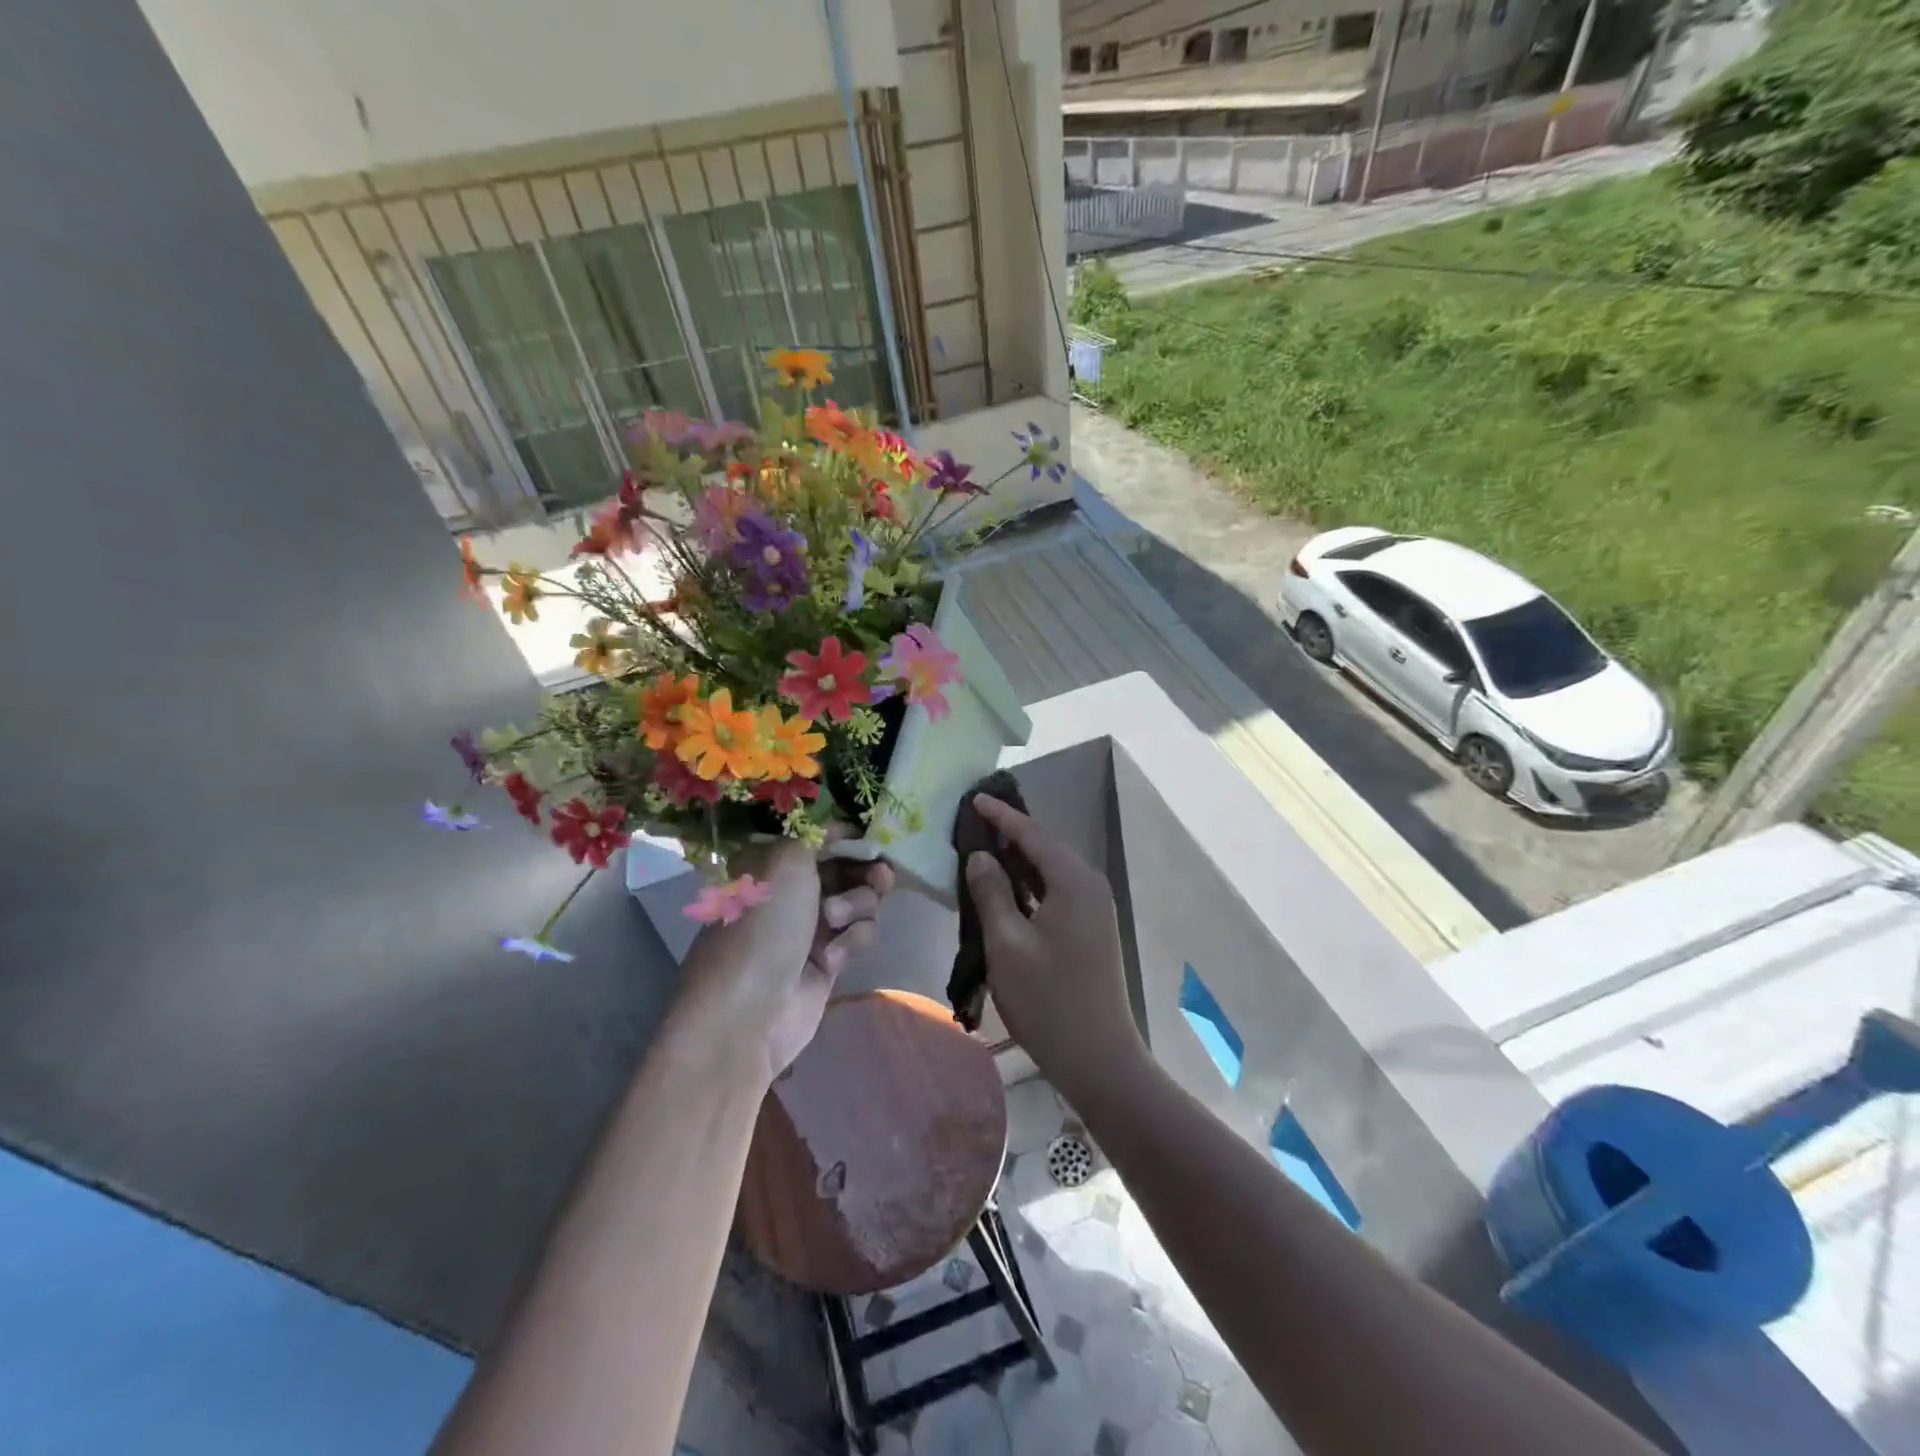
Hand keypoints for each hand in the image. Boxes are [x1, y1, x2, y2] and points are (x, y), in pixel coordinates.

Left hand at [674, 838, 892, 1085]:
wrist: (749, 1011)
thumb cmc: (763, 925)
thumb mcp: (786, 860)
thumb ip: (816, 835)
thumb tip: (837, 829)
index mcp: (773, 862)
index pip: (820, 837)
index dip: (848, 836)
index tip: (873, 838)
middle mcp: (792, 891)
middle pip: (847, 868)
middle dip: (865, 871)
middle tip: (881, 876)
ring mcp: (811, 927)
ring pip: (859, 901)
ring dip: (857, 906)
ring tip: (835, 921)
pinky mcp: (828, 960)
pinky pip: (858, 936)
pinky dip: (851, 942)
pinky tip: (832, 959)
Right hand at [964, 796, 1144, 1106]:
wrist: (1098, 1058)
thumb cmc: (1048, 1000)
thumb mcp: (1007, 944)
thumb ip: (991, 893)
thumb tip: (981, 856)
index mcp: (1074, 882)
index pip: (1033, 835)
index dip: (1001, 816)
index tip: (974, 799)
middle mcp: (1090, 887)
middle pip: (1045, 849)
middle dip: (1010, 835)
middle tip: (972, 824)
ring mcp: (1094, 910)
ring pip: (1051, 872)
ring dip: (1019, 862)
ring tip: (983, 850)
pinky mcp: (1090, 930)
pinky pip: (1056, 893)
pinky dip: (1030, 886)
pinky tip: (1006, 890)